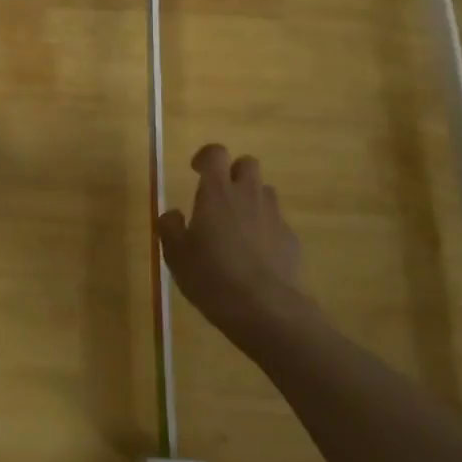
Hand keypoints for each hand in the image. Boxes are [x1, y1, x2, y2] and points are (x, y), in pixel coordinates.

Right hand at [158, 144, 313, 351]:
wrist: (265, 308)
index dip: (205, 157)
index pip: (215, 153)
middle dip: (234, 173)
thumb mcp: (176, 256)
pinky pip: (276, 222)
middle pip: (248, 164)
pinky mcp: (291, 238)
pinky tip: (256, 256)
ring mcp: (274, 216)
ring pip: (265, 192)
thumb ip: (170, 228)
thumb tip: (173, 214)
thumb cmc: (212, 277)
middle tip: (220, 197)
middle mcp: (248, 195)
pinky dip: (265, 229)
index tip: (196, 170)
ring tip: (237, 228)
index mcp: (218, 193)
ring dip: (251, 200)